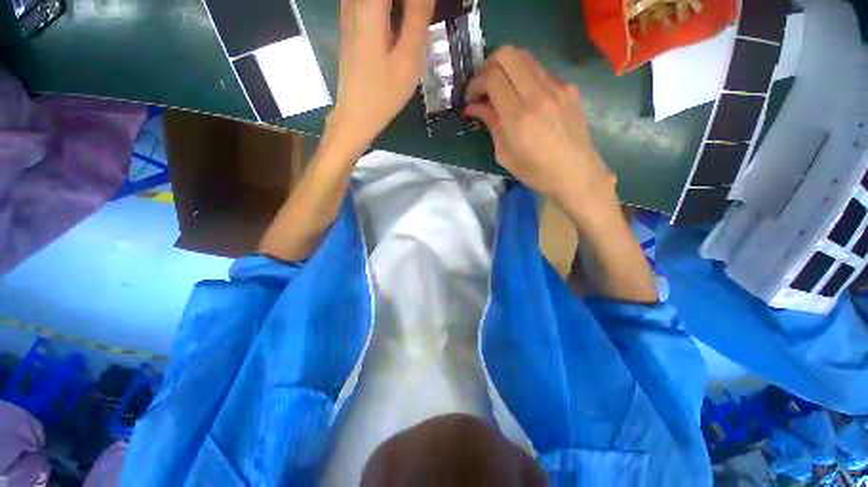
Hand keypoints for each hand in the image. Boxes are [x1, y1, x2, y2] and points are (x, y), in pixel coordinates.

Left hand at [329, 0, 435, 152]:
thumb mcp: (408, 58)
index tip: (427, 11)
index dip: (417, 1)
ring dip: (401, 9)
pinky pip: (371, 5)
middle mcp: (355, 2)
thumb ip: (418, 16)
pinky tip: (401, 24)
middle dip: (410, 5)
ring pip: (379, 1)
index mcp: (370, 6)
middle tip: (423, 18)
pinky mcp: (350, 23)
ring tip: (415, 22)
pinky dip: (389, 11)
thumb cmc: (384, 92)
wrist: (356, 115)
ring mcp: (349, 11)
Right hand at [465, 47, 615, 211]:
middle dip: (488, 65)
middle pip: (508, 54)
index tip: (471, 98)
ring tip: (501, 89)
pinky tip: (524, 98)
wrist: (576, 174)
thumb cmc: (536, 172)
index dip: (476, 83)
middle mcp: (538, 94)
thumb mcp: (505, 154)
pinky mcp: (569, 87)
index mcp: (519, 117)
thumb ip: (491, 124)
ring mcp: (557, 87)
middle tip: (484, 86)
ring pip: (525, 56)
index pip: (492, 77)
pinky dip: (525, 78)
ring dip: (507, 68)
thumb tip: (474, 107)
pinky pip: (540, 71)